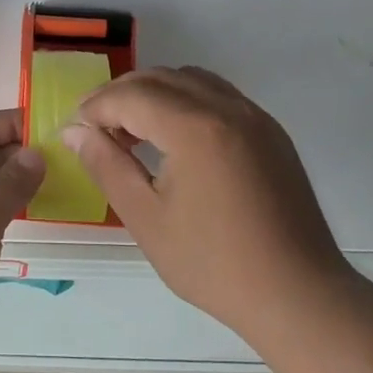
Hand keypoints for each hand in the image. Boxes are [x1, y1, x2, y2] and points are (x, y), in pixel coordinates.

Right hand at [63, 67, 354, 343]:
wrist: (299, 294)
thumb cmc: (214, 264)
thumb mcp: (147, 219)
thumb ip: (106, 166)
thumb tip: (74, 132)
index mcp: (195, 127)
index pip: (131, 96)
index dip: (95, 107)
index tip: (73, 130)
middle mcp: (227, 107)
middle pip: (160, 78)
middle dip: (120, 95)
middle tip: (95, 129)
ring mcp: (254, 116)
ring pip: (191, 79)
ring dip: (154, 93)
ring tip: (132, 131)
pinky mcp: (270, 132)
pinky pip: (219, 95)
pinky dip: (186, 101)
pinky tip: (175, 138)